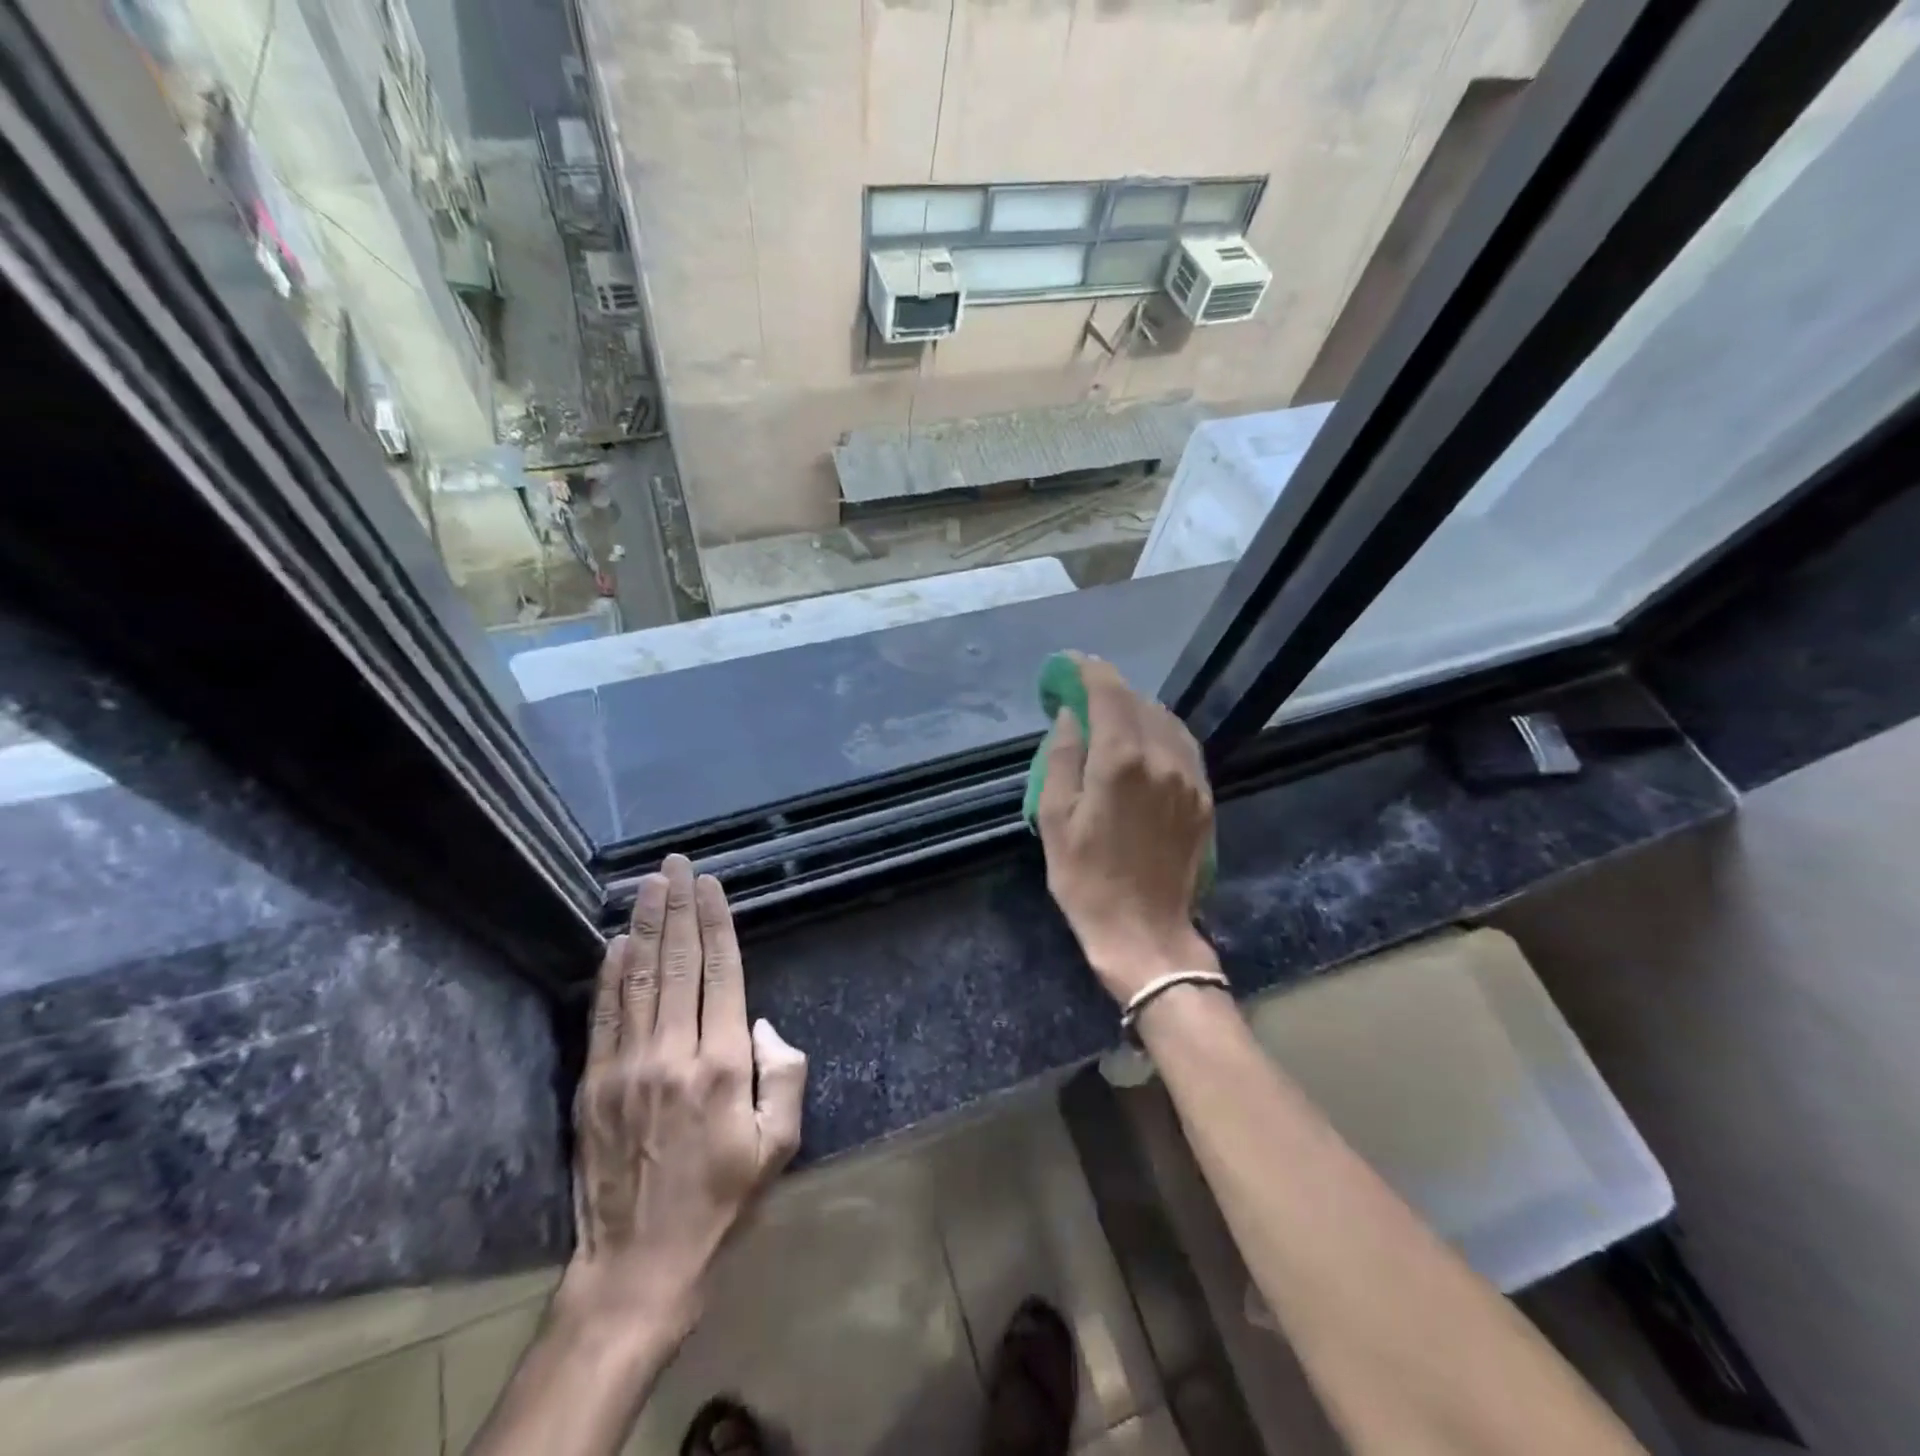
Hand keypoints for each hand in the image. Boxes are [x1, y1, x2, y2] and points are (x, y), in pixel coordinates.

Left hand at [557, 854, 807, 1365]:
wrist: (639, 1265)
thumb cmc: (721, 1203)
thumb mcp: (780, 1146)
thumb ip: (785, 1075)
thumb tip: (763, 1022)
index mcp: (724, 1065)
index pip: (722, 973)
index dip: (717, 924)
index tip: (711, 886)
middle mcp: (674, 1053)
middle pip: (678, 963)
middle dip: (679, 907)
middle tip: (678, 864)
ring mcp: (627, 1067)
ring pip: (638, 978)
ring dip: (644, 925)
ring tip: (649, 883)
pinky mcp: (593, 1085)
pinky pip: (603, 1015)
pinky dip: (609, 973)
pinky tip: (615, 942)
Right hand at [1035, 657, 1218, 1003]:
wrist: (1145, 932)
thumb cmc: (1086, 879)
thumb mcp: (1055, 818)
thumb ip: (1062, 757)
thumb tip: (1070, 716)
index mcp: (1121, 760)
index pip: (1108, 692)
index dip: (1087, 670)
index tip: (1069, 664)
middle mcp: (1163, 758)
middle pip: (1138, 702)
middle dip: (1109, 690)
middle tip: (1082, 696)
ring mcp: (1190, 778)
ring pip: (1166, 721)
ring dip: (1137, 710)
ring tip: (1110, 718)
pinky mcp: (1203, 798)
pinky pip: (1183, 747)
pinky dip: (1160, 733)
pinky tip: (1143, 744)